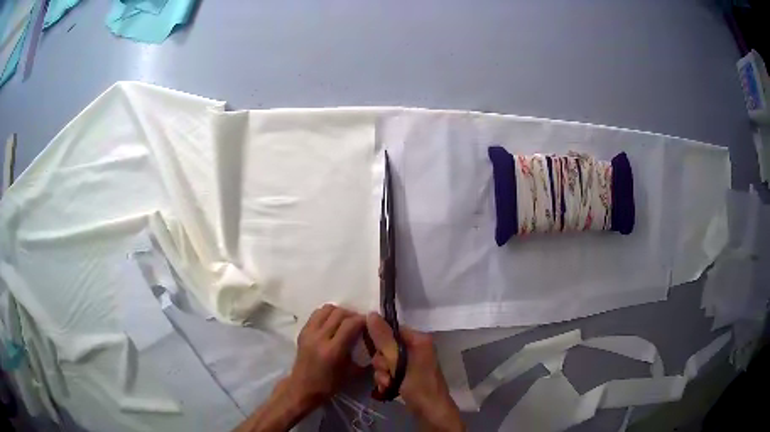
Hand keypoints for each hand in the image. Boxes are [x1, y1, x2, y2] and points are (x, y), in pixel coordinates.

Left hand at [287, 304, 365, 409]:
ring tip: (346, 322)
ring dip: (339, 312)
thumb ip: (364, 357)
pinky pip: (316, 314)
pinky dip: (327, 315)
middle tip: (360, 323)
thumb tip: (376, 344)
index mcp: (333, 350)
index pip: (350, 324)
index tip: (371, 323)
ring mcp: (309, 333)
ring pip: (327, 309)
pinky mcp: (302, 331)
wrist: (303, 387)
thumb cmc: (329, 384)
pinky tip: (333, 324)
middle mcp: (319, 337)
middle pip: (339, 313)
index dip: (363, 320)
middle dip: (353, 315)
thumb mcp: (352, 373)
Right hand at [366, 313, 464, 431]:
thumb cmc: (418, 385)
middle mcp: (416, 347)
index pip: (392, 329)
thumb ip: (384, 340)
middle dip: (381, 362)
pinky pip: (389, 370)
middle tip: (386, 373)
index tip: (375, 353)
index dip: (380, 340)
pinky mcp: (407, 374)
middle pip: (386, 346)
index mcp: (419, 339)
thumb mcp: (399, 363)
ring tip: (387, 383)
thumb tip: (371, 314)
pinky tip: (387, 388)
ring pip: (385, 360)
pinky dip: (385, 379)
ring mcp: (411, 362)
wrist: (431, 412)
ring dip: (382, 373)